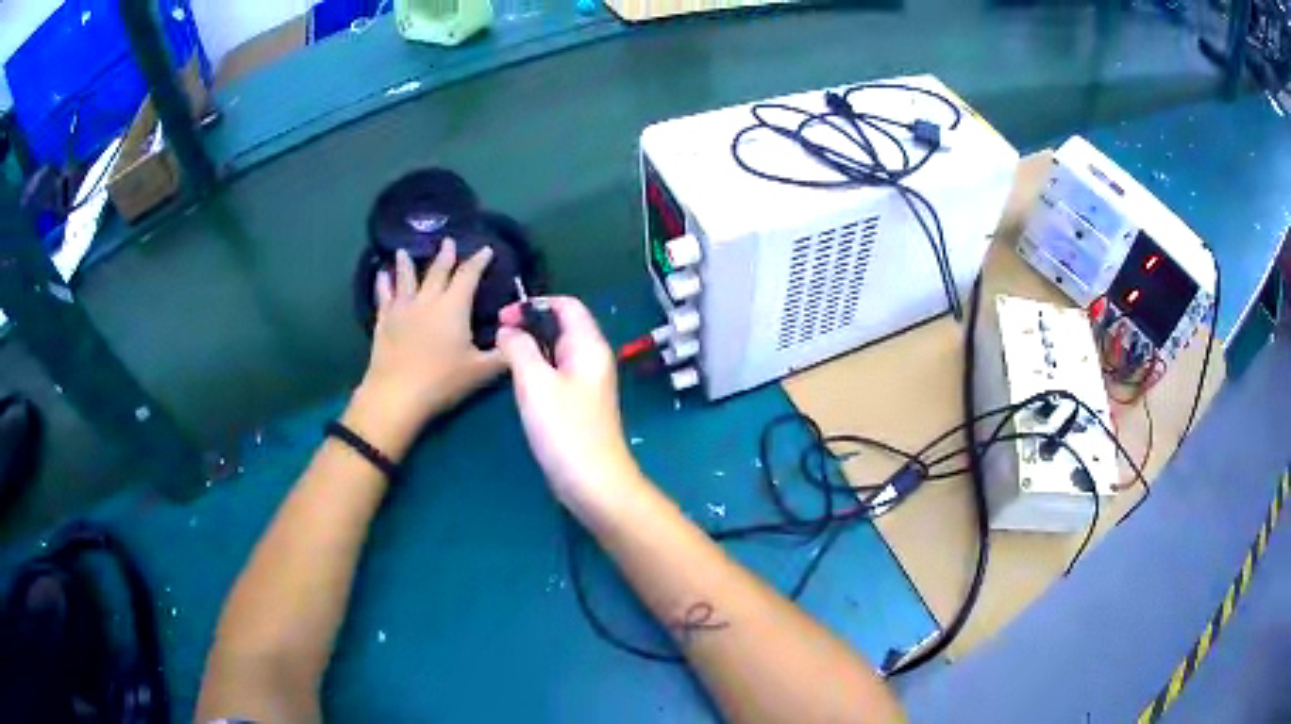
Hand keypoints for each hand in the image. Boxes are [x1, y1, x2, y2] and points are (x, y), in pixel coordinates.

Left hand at [348, 242, 505, 454]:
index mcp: (454, 307)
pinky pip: (383, 296)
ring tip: (403, 251)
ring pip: (406, 278)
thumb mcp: (482, 371)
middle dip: (446, 255)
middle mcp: (428, 300)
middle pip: (438, 271)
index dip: (478, 261)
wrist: (397, 394)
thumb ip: (504, 353)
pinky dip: (382, 283)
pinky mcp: (384, 321)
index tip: (486, 249)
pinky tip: (380, 275)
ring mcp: (403, 308)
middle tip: (449, 241)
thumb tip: (520, 338)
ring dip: (407, 263)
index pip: (468, 275)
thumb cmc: (443, 381)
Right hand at [496, 297, 643, 521]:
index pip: (567, 305)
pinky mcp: (577, 405)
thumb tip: (508, 330)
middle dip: (529, 324)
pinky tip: (516, 382)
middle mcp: (592, 359)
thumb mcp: (535, 382)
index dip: (535, 303)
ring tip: (500, 356)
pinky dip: (535, 369)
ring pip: (556, 352)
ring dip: (530, 348)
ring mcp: (586, 384)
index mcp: (589, 346)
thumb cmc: (564, 429)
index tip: (504, 317)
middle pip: (561, 326)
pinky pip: (555, 374)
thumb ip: (519, 349)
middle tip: (497, 336)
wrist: (592, 482)